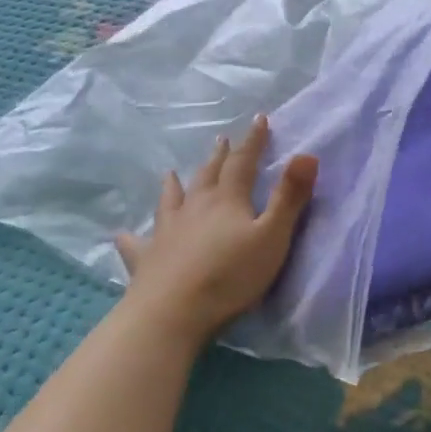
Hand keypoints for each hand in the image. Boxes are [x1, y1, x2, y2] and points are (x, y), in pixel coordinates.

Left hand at [114, 115, 318, 340]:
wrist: (173, 312)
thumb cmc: (231, 276)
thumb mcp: (272, 237)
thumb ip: (290, 197)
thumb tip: (307, 153)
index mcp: (227, 200)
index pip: (242, 162)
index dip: (253, 141)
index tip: (260, 119)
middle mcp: (194, 207)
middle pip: (208, 175)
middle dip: (219, 157)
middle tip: (221, 140)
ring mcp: (166, 231)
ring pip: (171, 200)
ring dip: (175, 185)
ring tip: (172, 173)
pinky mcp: (146, 258)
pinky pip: (136, 243)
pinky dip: (131, 236)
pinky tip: (123, 234)